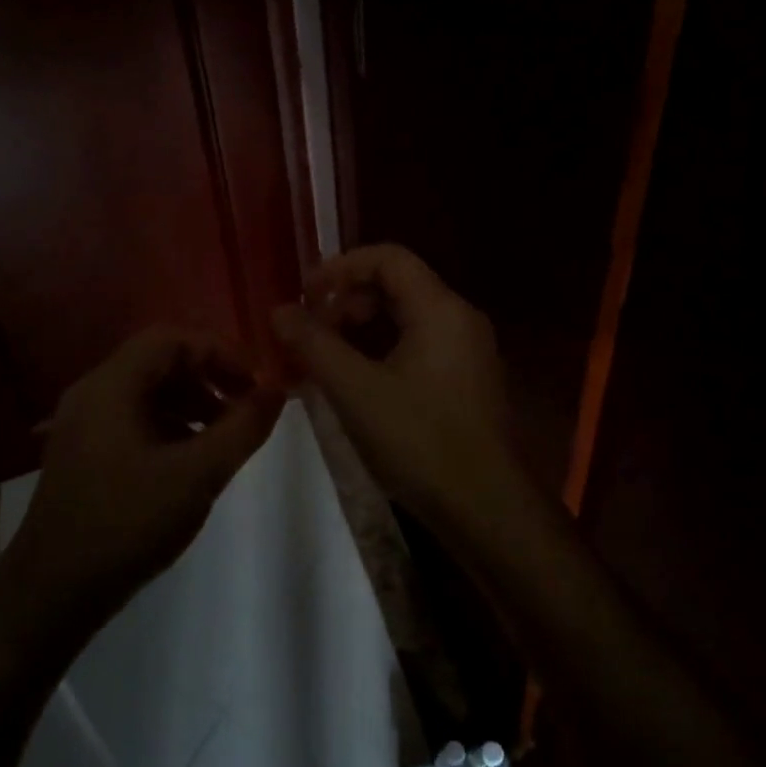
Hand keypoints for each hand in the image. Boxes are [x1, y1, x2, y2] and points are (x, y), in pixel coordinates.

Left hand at [0, 328, 284, 626]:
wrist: (53, 593)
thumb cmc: (127, 524)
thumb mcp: (198, 475)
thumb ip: (243, 427)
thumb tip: (277, 390)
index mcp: (112, 386)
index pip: (172, 338)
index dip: (220, 352)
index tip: (256, 384)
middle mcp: (93, 393)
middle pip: (159, 361)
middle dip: (209, 378)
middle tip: (245, 409)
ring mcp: (84, 424)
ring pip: (148, 391)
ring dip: (192, 403)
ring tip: (225, 437)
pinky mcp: (84, 453)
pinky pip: (134, 419)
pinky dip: (170, 426)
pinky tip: (191, 460)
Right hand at [271, 245, 522, 535]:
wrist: (486, 508)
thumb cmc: (419, 442)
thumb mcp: (355, 390)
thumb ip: (313, 344)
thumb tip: (279, 310)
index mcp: (441, 309)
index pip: (388, 258)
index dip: (340, 267)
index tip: (305, 295)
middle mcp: (461, 319)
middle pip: (397, 285)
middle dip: (348, 302)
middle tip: (314, 335)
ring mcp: (469, 352)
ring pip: (407, 319)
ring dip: (362, 329)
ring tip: (327, 361)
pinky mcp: (467, 381)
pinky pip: (420, 346)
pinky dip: (383, 352)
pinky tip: (357, 384)